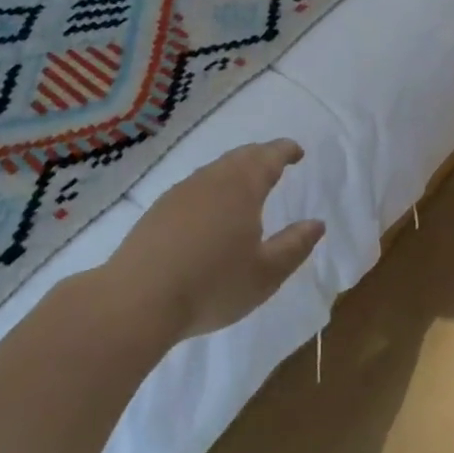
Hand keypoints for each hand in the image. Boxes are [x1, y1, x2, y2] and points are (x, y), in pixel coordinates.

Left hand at [102, 139, 325, 346]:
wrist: (137, 301)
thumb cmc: (212, 285)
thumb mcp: (266, 273)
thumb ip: (295, 245)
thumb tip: (316, 223)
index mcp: (241, 188)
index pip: (268, 157)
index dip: (285, 151)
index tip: (297, 152)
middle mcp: (210, 181)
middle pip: (239, 158)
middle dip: (261, 156)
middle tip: (276, 162)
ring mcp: (179, 194)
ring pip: (214, 171)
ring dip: (235, 171)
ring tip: (246, 186)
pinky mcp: (157, 212)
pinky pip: (194, 188)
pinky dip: (212, 189)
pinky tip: (210, 211)